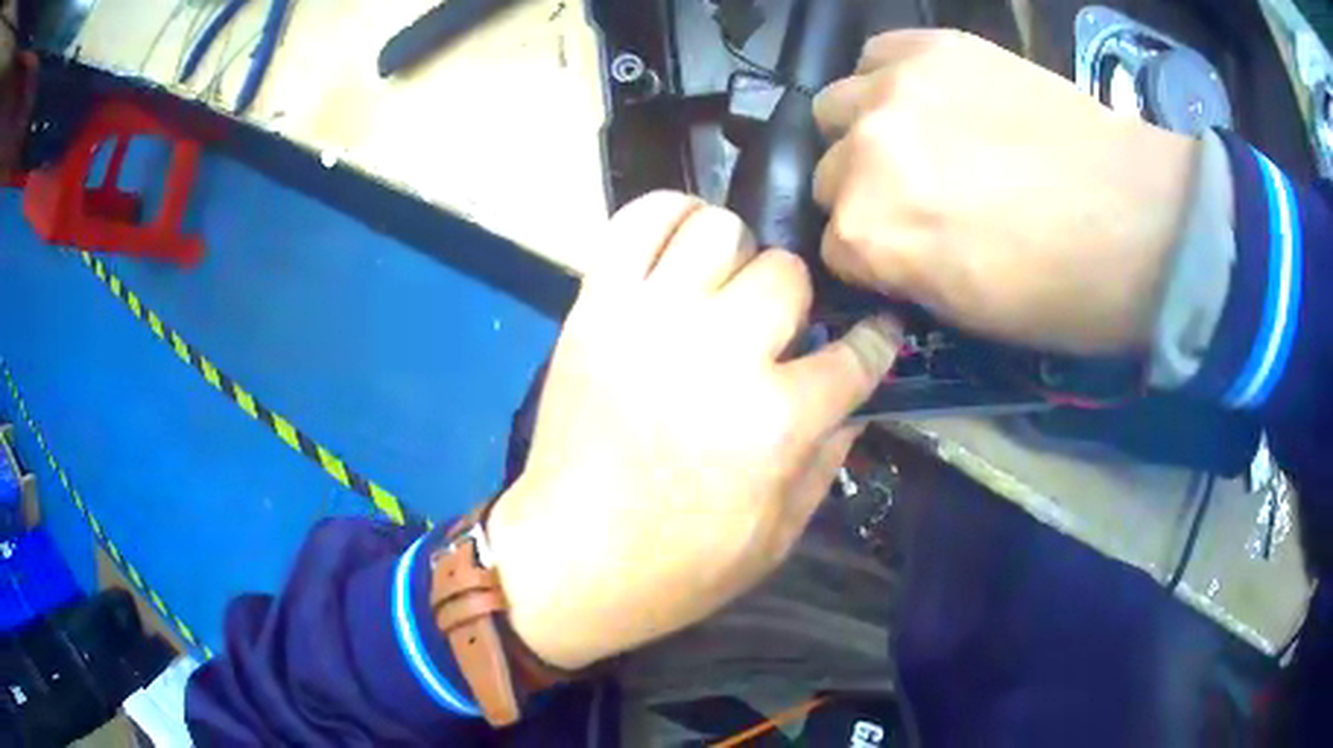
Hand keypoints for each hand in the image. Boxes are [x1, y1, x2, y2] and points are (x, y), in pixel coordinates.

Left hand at [487, 192, 899, 669]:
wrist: (567, 562)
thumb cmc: (678, 568)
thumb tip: (855, 402)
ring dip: (737, 256)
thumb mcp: (777, 537)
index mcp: (775, 422)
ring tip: (724, 289)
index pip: (855, 355)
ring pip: (719, 229)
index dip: (875, 341)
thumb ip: (828, 460)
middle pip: (786, 274)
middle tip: (776, 330)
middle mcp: (717, 354)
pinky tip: (680, 246)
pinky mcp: (595, 307)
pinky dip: (668, 215)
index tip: (877, 333)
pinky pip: (638, 221)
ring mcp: (648, 321)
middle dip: (797, 303)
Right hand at [813, 30, 1198, 354]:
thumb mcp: (967, 316)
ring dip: (865, 132)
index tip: (902, 261)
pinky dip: (890, 81)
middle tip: (919, 201)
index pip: (830, 249)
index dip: (869, 260)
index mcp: (869, 233)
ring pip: (836, 108)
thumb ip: (901, 272)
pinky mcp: (936, 47)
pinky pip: (876, 55)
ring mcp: (897, 88)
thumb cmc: (1065, 292)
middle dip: (862, 196)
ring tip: (916, 141)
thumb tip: (881, 248)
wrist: (1145, 221)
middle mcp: (864, 153)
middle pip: (826, 175)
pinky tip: (929, 100)